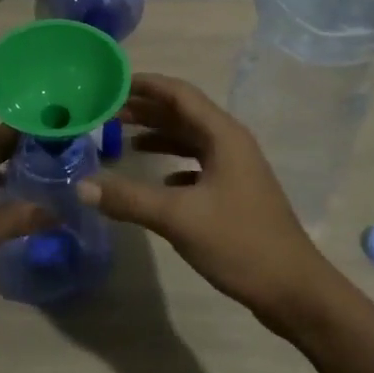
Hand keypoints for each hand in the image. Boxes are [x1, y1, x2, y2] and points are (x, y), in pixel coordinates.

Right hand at [79, 73, 335, 323]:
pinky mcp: (235, 193)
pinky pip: (197, 165)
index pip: (179, 93)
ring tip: (122, 138)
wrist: (293, 290)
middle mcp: (231, 144)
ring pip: (190, 140)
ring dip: (158, 135)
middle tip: (106, 112)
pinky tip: (155, 179)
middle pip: (183, 114)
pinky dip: (172, 164)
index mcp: (223, 136)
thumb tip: (80, 185)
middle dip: (146, 109)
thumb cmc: (239, 243)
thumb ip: (129, 198)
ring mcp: (235, 169)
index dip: (145, 84)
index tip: (111, 83)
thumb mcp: (178, 218)